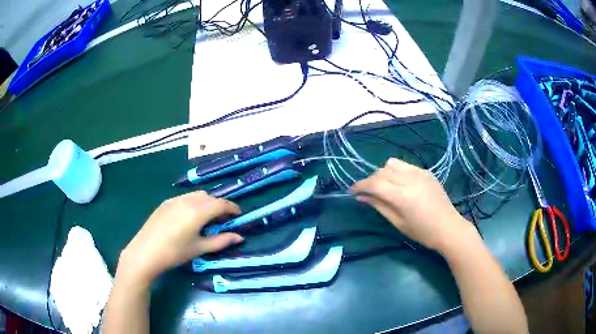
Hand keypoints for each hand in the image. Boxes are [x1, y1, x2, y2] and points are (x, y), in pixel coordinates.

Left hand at [117, 191, 243, 285]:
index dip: (232, 208)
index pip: (221, 204)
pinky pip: (185, 197)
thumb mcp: (199, 248)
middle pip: (209, 197)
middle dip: (219, 206)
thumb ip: (221, 241)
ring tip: (206, 219)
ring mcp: (174, 200)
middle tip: (222, 220)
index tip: (238, 215)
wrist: (145, 252)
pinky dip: (193, 203)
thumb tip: (240, 237)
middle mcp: (187, 200)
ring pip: (196, 195)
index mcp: (198, 211)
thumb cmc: (175, 253)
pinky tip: (189, 218)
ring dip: (206, 203)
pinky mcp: (165, 203)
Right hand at [351, 158, 474, 251]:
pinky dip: (397, 172)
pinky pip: (405, 165)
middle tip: (368, 193)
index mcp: (401, 195)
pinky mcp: (426, 172)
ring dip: (383, 173)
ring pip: (392, 164)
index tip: (352, 191)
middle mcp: (409, 178)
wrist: (448, 227)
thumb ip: (379, 206)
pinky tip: (400, 184)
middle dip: (371, 181)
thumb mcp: (398, 222)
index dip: (360, 186)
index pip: (374, 183)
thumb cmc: (422, 232)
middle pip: (381, 172)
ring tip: (385, 186)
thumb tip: (361, 197)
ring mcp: (419, 172)